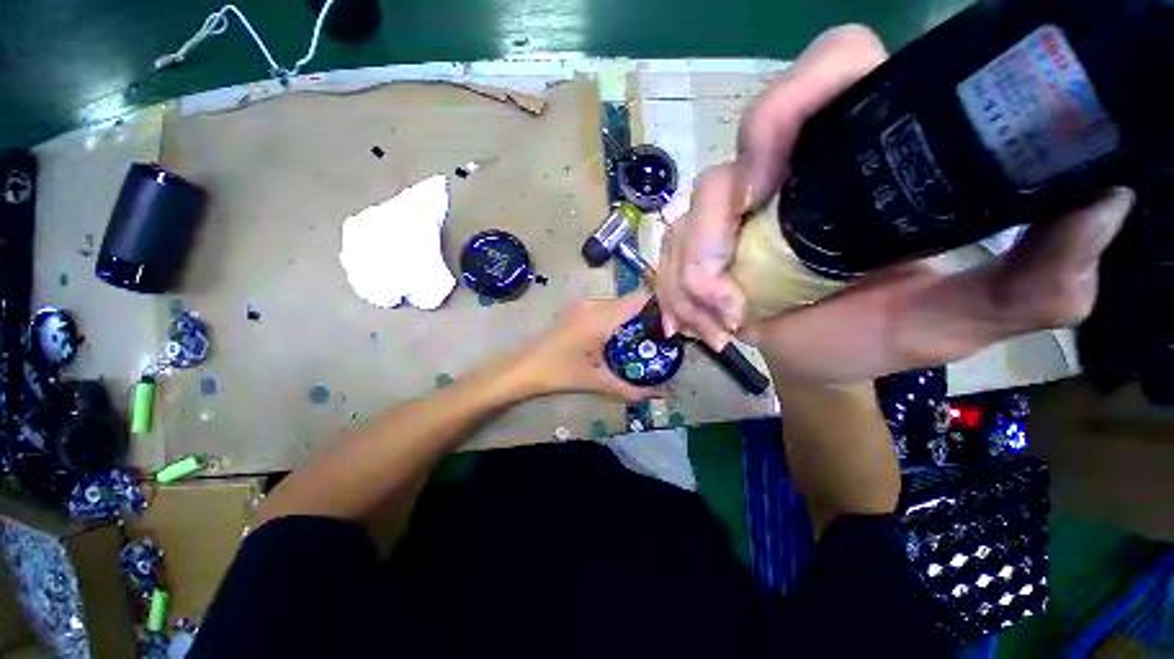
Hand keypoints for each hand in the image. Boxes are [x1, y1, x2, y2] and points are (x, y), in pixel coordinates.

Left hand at [513, 292, 664, 401]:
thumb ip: (632, 389)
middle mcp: (595, 304)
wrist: (522, 369)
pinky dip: (620, 319)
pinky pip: (608, 308)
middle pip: (632, 301)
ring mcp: (584, 304)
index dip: (662, 308)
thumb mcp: (597, 382)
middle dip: (650, 317)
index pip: (641, 299)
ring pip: (620, 304)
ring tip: (646, 340)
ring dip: (634, 318)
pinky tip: (622, 339)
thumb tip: (663, 395)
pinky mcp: (578, 309)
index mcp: (601, 317)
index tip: (674, 326)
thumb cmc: (558, 373)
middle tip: (663, 339)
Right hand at [656, 25, 1131, 382]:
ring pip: (688, 222)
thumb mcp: (963, 314)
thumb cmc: (878, 337)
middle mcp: (787, 176)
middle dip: (714, 231)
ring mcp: (736, 216)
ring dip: (693, 280)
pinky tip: (700, 329)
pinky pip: (669, 258)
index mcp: (855, 160)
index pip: (824, 73)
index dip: (789, 107)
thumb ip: (1038, 276)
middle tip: (731, 293)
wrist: (816, 362)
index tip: (772, 186)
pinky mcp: (703, 250)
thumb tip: (1105, 202)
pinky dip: (677, 295)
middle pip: (729, 163)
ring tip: (723, 325)